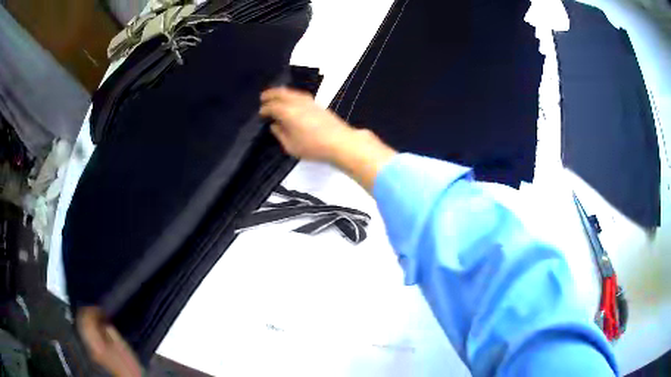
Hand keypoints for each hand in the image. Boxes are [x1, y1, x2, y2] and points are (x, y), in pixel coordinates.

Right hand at [260, 87, 395, 191]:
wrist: (340, 142)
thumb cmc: (313, 146)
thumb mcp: (291, 146)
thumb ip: (280, 134)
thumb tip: (275, 125)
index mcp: (287, 112)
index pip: (272, 107)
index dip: (264, 109)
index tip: (261, 113)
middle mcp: (297, 102)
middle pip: (281, 93)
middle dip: (271, 94)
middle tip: (263, 97)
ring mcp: (309, 101)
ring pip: (291, 92)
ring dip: (281, 92)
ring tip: (275, 96)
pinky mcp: (317, 104)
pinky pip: (300, 95)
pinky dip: (291, 94)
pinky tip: (291, 100)